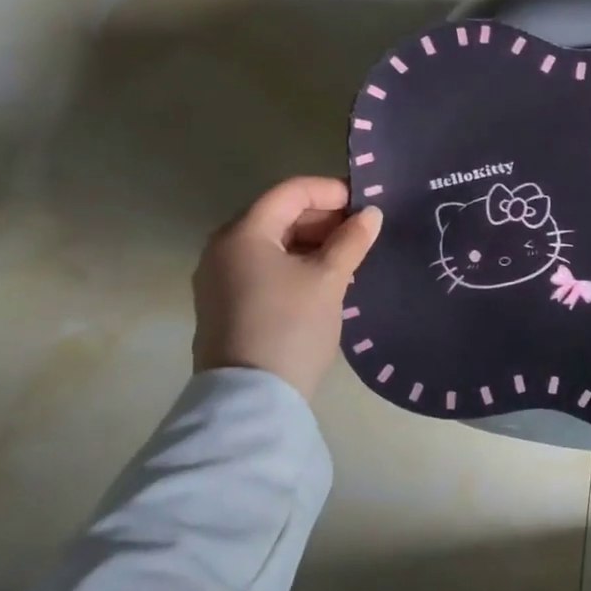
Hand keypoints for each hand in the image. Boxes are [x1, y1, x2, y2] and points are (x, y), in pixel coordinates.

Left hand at [193, 176, 383, 400]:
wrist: (252, 399)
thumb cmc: (291, 326)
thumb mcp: (329, 279)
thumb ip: (351, 241)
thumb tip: (371, 214)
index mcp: (244, 232)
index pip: (291, 191)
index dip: (331, 191)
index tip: (366, 205)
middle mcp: (223, 248)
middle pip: (278, 215)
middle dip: (323, 219)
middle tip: (361, 233)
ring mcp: (219, 278)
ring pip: (272, 243)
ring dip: (311, 243)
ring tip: (348, 258)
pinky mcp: (224, 304)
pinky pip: (263, 268)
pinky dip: (294, 265)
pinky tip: (323, 281)